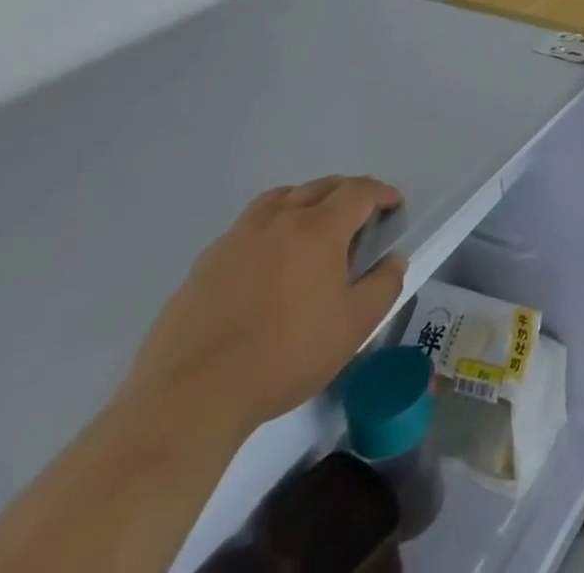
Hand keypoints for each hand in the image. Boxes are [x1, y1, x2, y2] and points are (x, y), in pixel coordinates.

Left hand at [122, 177, 406, 433]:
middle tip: (359, 217)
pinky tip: (265, 263)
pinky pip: (246, 228)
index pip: (359, 191)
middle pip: (321, 186)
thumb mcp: (353, 327)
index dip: (382, 193)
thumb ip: (383, 286)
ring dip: (304, 201)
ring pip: (279, 198)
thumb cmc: (284, 356)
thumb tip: (393, 260)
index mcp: (319, 228)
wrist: (190, 397)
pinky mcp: (204, 264)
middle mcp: (279, 220)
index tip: (393, 206)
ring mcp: (237, 238)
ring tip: (311, 227)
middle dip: (347, 193)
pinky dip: (268, 228)